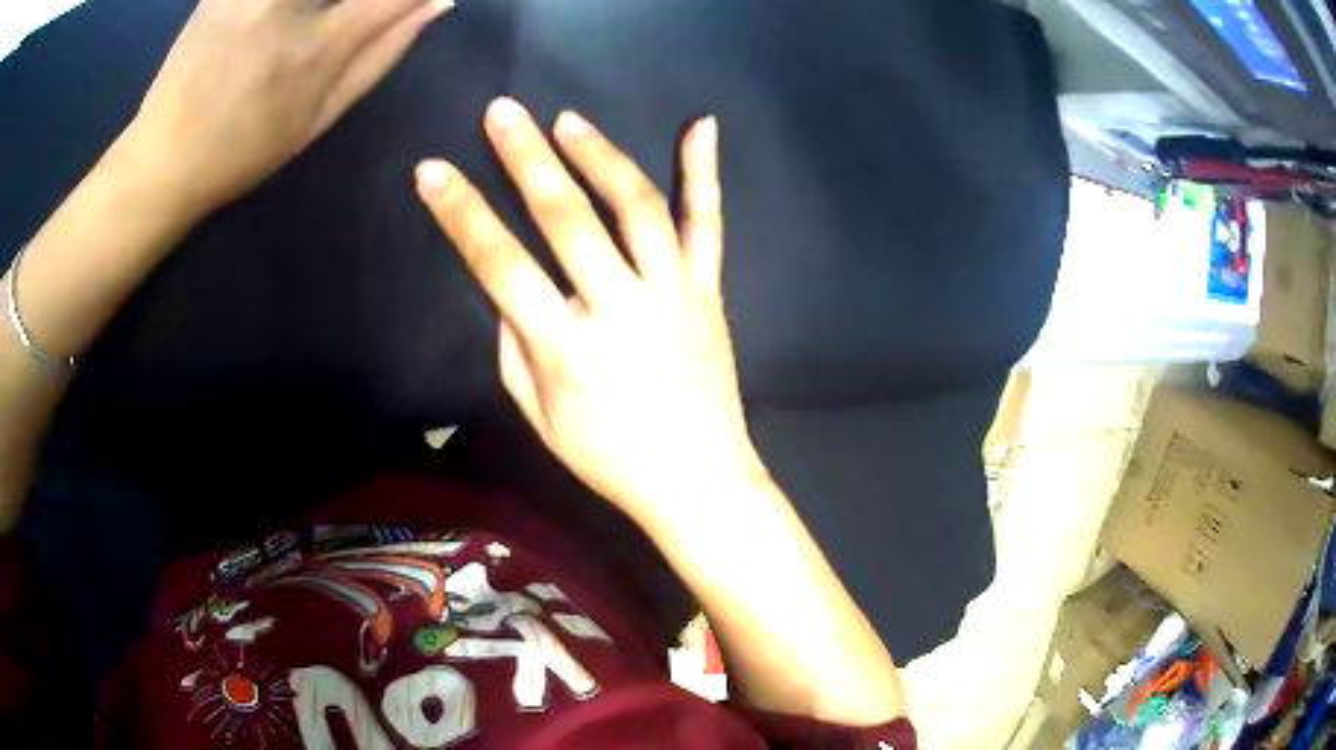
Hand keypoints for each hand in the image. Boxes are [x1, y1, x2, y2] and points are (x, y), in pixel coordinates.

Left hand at [128, 0, 451, 213]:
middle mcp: (286, 3)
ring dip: (327, 4)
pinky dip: (295, 4)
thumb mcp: (318, 119)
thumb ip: (381, 54)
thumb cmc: (242, 150)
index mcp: (318, 46)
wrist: (161, 159)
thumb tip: (437, 2)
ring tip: (315, 24)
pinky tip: (278, 20)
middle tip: (349, 20)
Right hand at [416, 98, 768, 522]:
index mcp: (567, 351)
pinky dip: (705, 173)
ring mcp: (672, 294)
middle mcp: (620, 310)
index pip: (499, 265)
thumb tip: (509, 287)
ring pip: (637, 206)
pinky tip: (701, 125)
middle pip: (567, 218)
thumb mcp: (539, 419)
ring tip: (567, 119)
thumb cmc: (608, 459)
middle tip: (502, 112)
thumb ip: (516, 347)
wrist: (697, 480)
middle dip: (526, 159)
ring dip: (599, 155)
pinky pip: (708, 225)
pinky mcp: (709, 291)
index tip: (433, 171)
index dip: (461, 213)